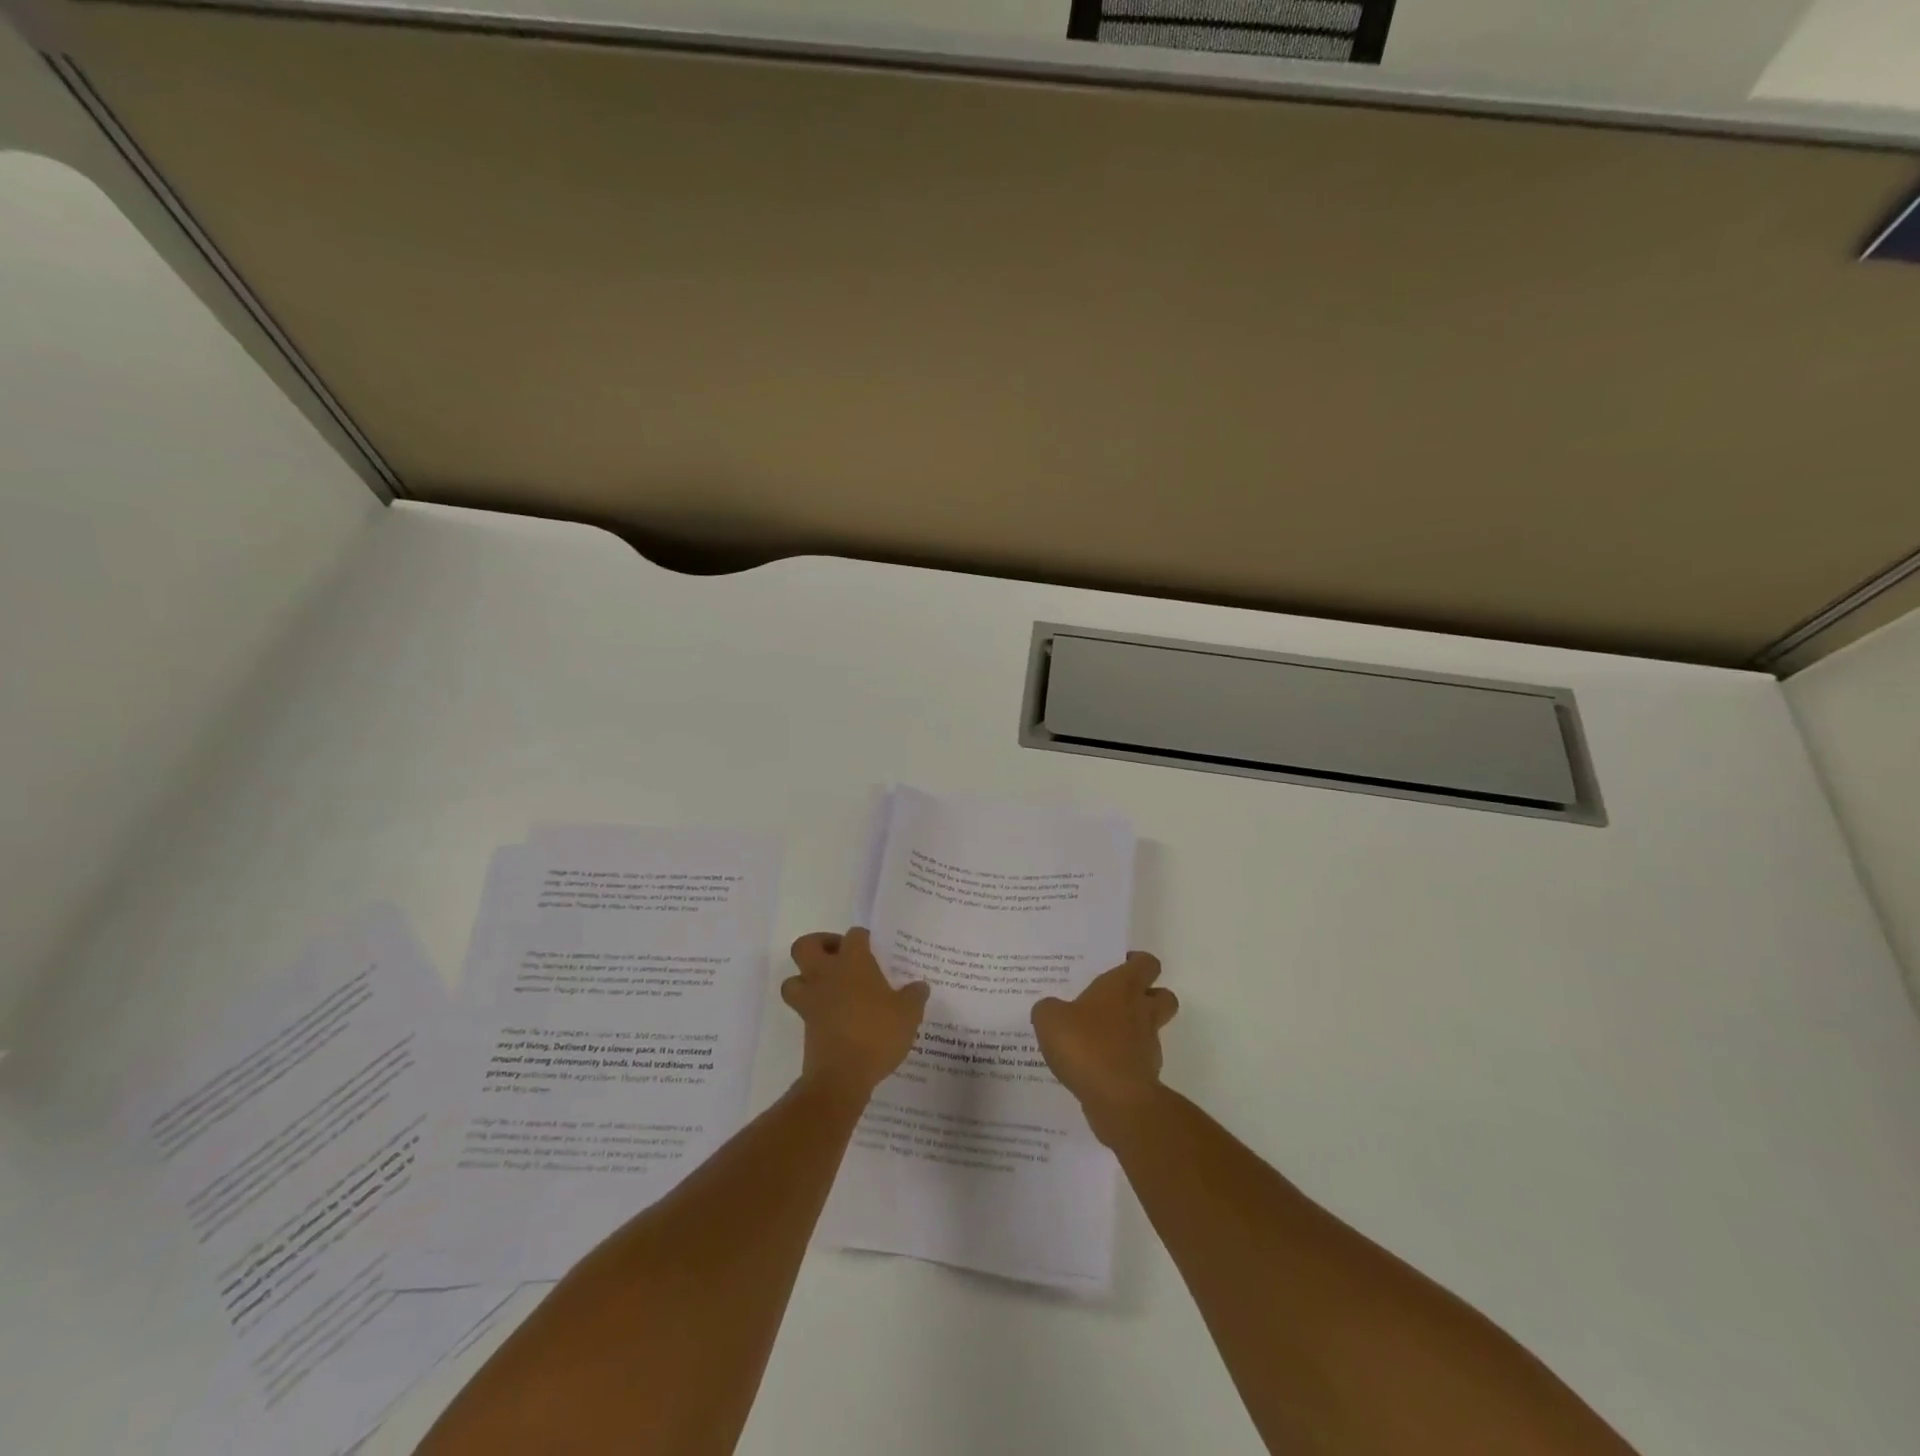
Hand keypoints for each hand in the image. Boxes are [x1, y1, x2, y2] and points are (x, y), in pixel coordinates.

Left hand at [783, 928, 929, 1103]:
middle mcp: (826, 974)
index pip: (854, 935)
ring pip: (793, 978)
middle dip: (819, 946)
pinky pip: (801, 1006)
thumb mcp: (908, 1014)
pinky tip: (834, 1016)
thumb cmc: (877, 1034)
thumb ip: (914, 996)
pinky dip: (812, 1007)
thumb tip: (920, 986)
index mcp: (853, 962)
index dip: (863, 938)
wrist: (842, 1075)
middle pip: (806, 945)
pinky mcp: (805, 1024)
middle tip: (840, 957)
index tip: (874, 948)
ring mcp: (811, 999)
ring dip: (806, 978)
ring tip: (829, 987)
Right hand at [1031, 953, 1177, 1143]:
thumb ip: (1049, 1009)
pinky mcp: (1146, 1076)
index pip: (1146, 963)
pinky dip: (1123, 1060)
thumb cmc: (1085, 1045)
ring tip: (1098, 1037)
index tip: (1118, 965)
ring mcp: (1148, 1045)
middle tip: (1117, 999)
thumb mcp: (1049, 1019)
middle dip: (1148, 995)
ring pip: (1151, 1029)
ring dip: (1133, 1030)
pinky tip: (1095, 1067)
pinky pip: (1136, 1060)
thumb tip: (1051, 1009)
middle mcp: (1142, 1012)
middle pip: (1163, 995)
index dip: (1136, 962)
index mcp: (1123, 987)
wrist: (1117, 1100)